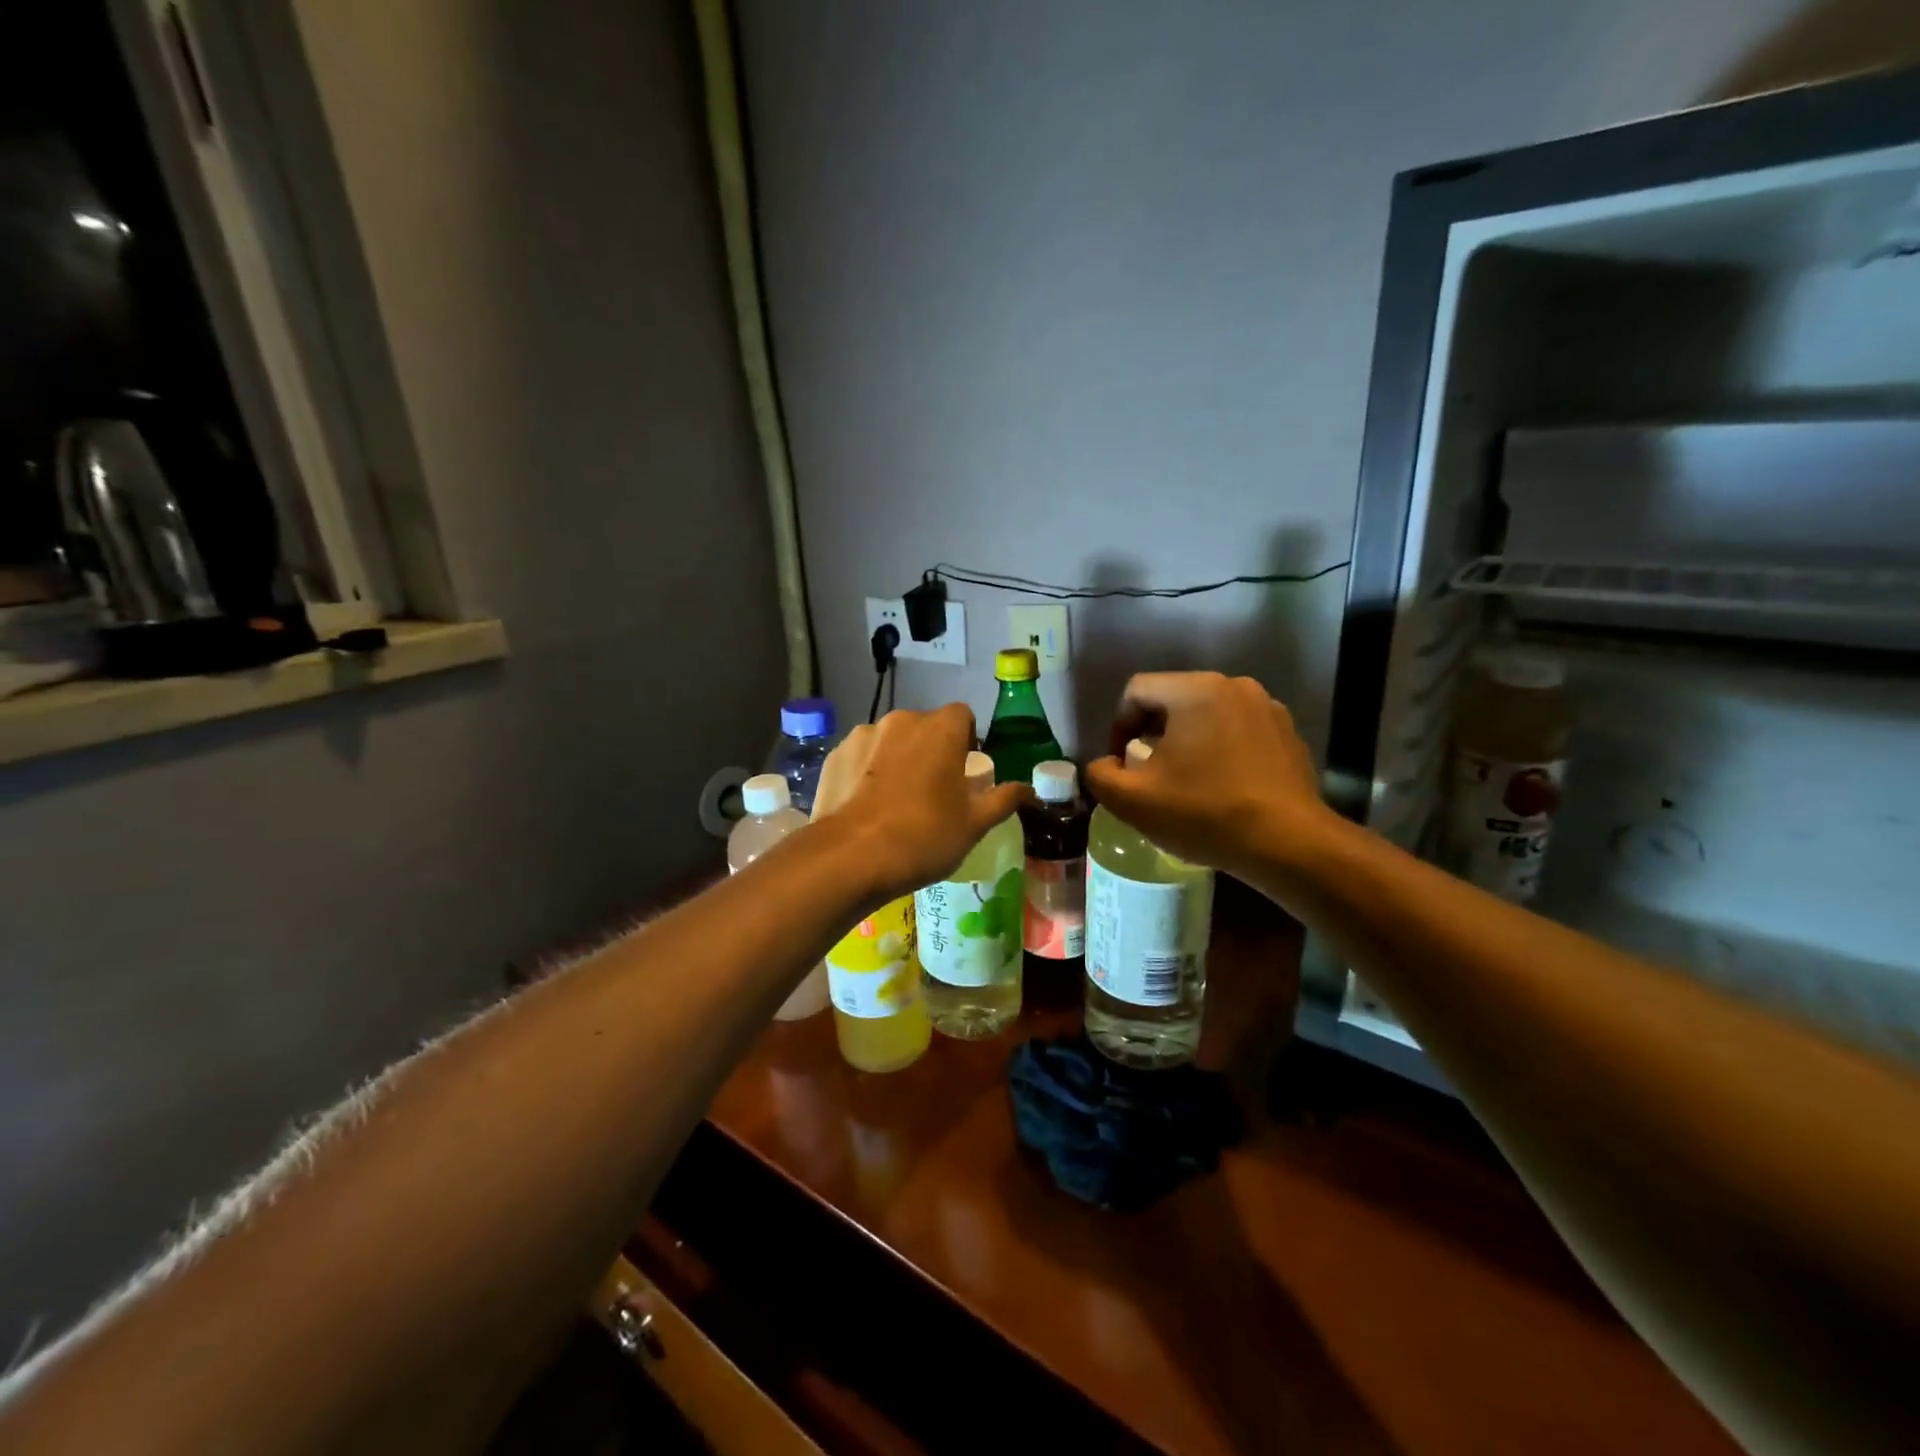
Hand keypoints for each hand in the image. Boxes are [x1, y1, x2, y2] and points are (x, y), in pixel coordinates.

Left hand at [814, 704, 1032, 902]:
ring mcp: (863, 735)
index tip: (964, 773)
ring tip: (895, 800)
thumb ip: (1003, 799)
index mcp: (941, 728)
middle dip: (931, 749)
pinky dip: (867, 772)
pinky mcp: (835, 755)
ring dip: (897, 758)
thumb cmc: (925, 836)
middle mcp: (901, 720)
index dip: (967, 740)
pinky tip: (867, 806)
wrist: (851, 857)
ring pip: (890, 741)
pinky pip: (861, 757)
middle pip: (924, 727)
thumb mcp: (975, 824)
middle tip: (932, 791)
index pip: (962, 716)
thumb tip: (1029, 790)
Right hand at [1083, 672, 1328, 879]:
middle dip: (1153, 734)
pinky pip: (1240, 732)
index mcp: (1195, 690)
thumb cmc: (1204, 812)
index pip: (1137, 690)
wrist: (1288, 844)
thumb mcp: (1132, 800)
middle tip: (1148, 774)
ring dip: (1188, 742)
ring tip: (1185, 783)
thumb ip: (1101, 775)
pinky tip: (1222, 789)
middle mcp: (1235, 686)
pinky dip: (1222, 751)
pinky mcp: (1289, 735)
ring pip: (1208, 716)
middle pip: (1174, 700)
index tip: (1120, 764)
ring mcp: (1268, 709)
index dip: (1118, 725)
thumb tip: (1106, 765)